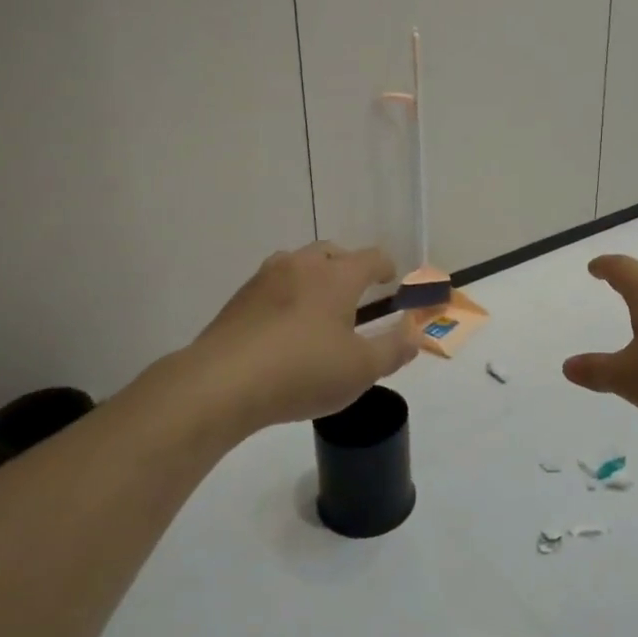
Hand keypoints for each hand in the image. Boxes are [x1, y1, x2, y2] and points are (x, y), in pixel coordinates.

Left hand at [188, 242, 418, 432]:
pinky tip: (284, 327)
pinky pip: (273, 286)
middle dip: (348, 267)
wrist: (222, 383)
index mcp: (336, 276)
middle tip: (355, 293)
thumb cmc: (303, 372)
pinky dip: (287, 296)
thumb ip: (394, 349)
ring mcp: (265, 279)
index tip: (390, 280)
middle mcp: (301, 266)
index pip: (370, 257)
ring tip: (318, 307)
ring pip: (297, 264)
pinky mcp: (239, 299)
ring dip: (314, 278)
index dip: (385, 266)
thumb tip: (415, 335)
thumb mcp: (361, 370)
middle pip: (331, 252)